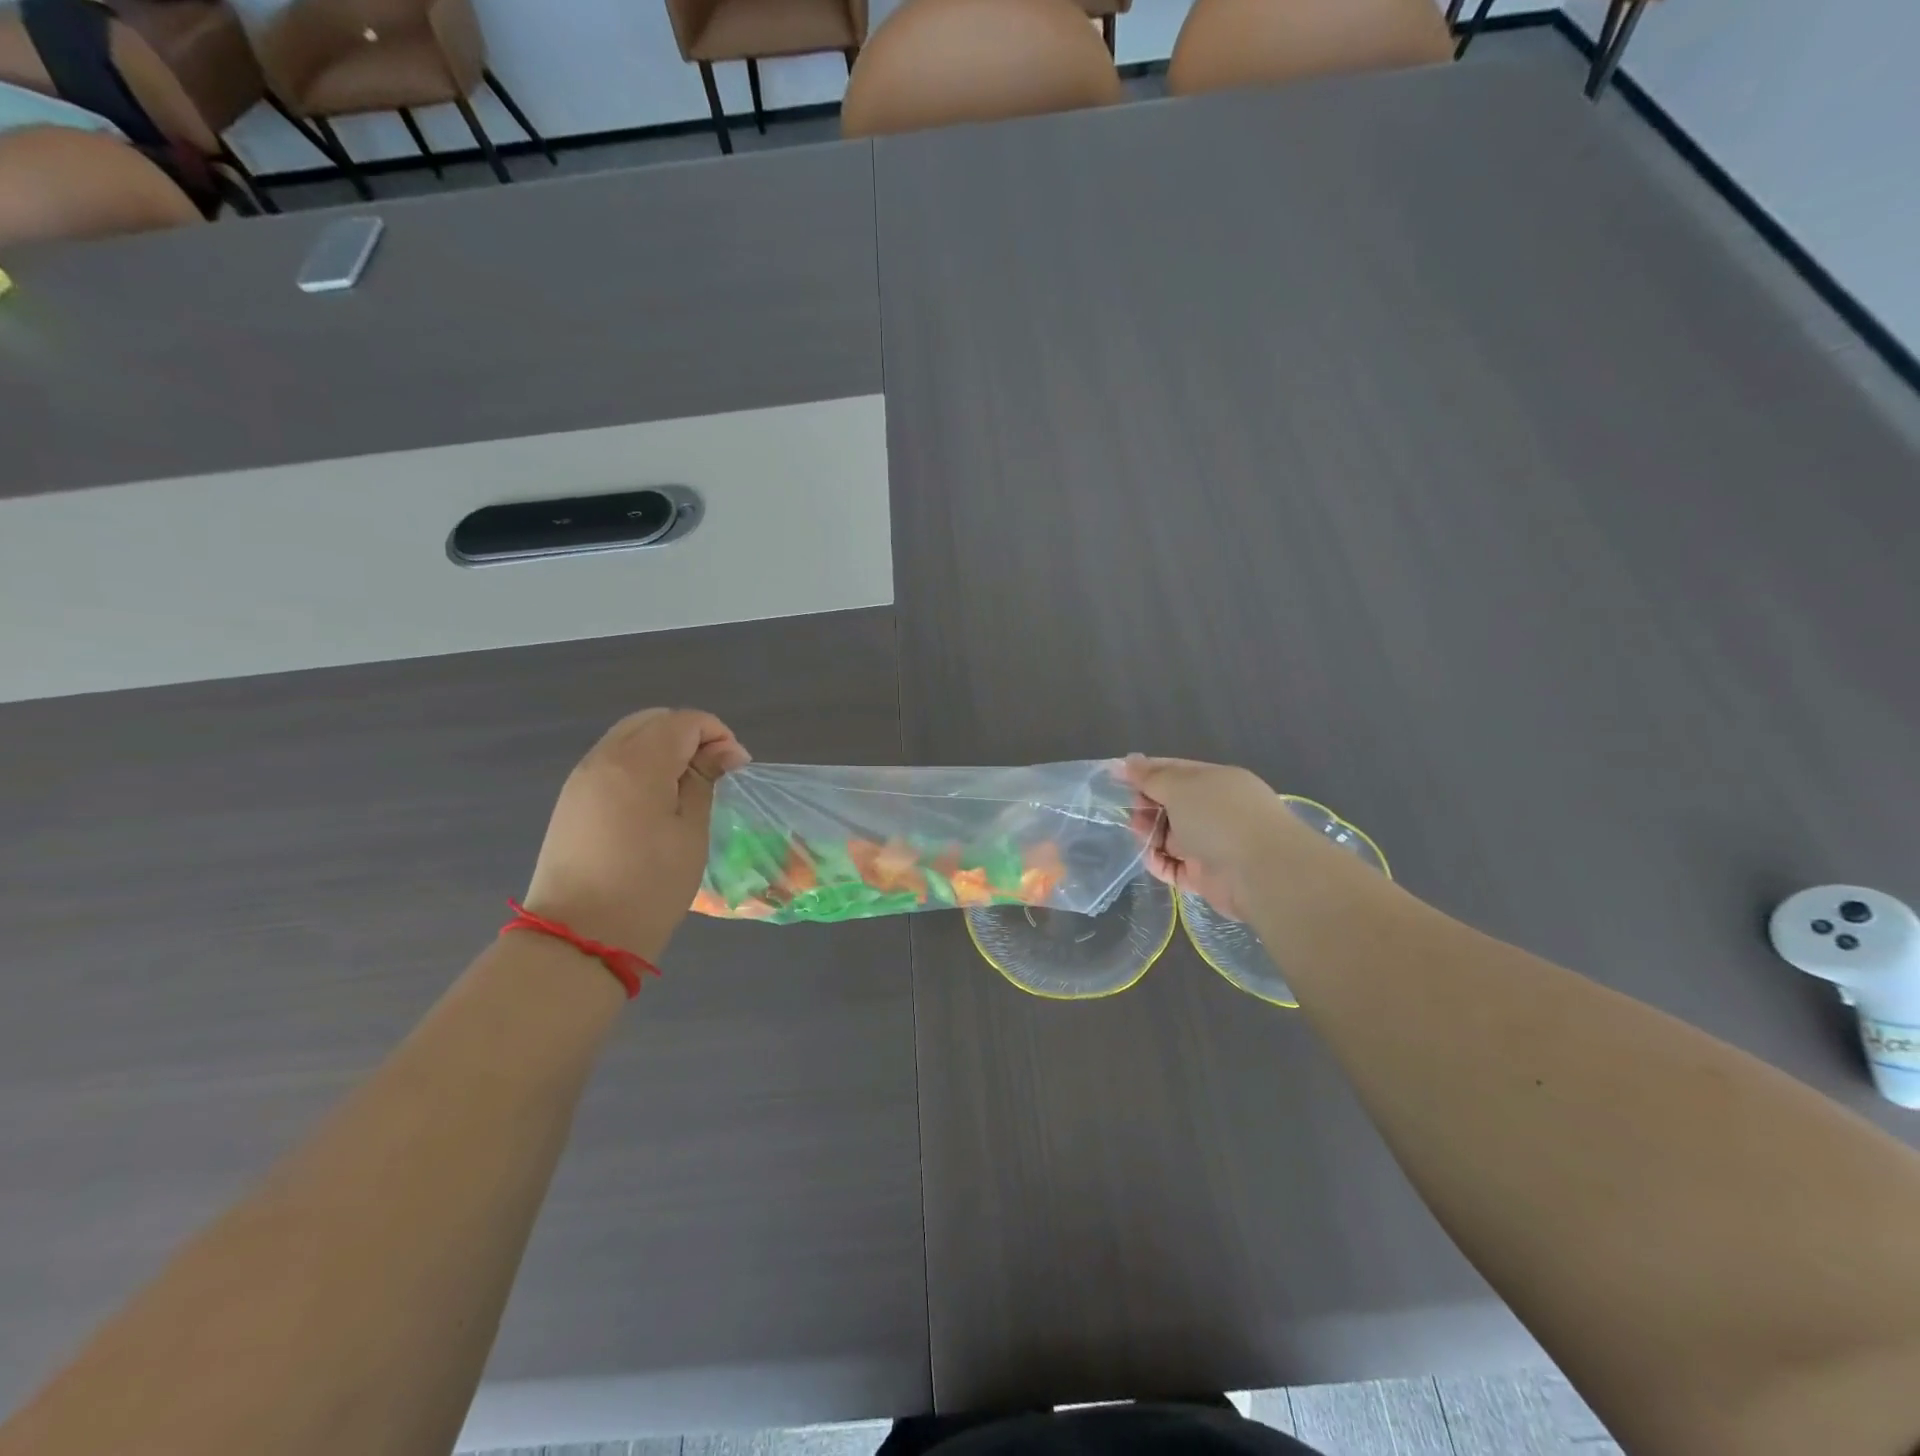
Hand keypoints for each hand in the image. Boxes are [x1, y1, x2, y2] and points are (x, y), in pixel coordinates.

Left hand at [524, 709, 750, 959]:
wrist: (580, 936)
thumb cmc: (649, 885)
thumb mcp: (691, 831)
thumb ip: (705, 779)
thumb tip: (723, 751)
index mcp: (638, 763)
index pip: (684, 721)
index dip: (717, 734)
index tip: (737, 766)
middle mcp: (604, 758)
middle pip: (653, 720)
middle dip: (689, 734)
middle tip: (714, 770)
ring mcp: (582, 777)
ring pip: (629, 737)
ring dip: (664, 747)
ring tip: (687, 785)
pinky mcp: (571, 799)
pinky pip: (612, 760)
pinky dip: (640, 763)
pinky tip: (655, 798)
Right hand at [1120, 755, 1314, 920]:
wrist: (1261, 872)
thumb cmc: (1219, 817)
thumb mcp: (1180, 787)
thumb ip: (1150, 776)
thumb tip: (1128, 761)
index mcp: (1216, 781)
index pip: (1175, 771)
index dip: (1145, 772)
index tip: (1115, 777)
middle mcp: (1216, 811)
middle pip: (1171, 804)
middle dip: (1146, 806)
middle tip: (1132, 811)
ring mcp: (1212, 844)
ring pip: (1170, 836)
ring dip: (1150, 834)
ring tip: (1138, 834)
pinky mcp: (1207, 877)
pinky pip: (1175, 866)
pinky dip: (1159, 862)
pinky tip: (1149, 858)